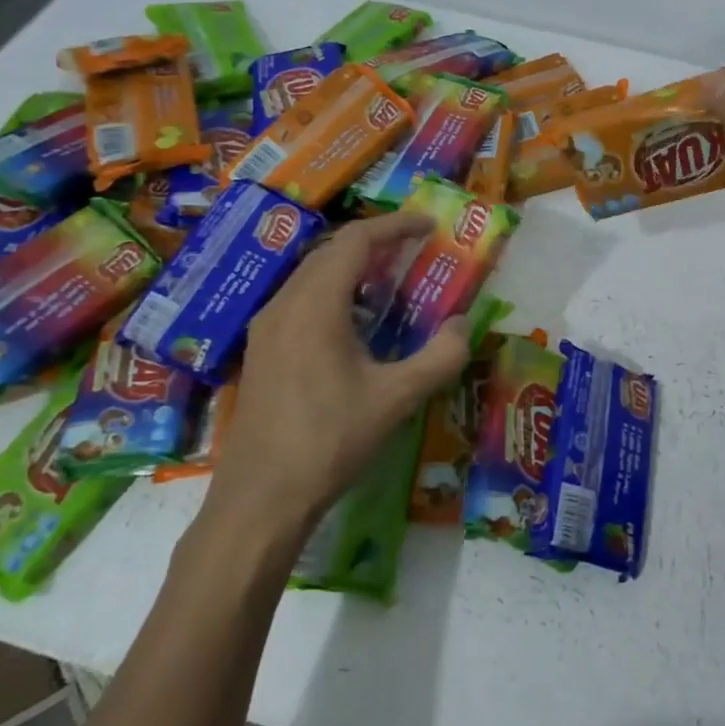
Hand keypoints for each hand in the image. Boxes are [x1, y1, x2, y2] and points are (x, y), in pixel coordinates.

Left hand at [204, 211, 469, 535]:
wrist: (261, 499)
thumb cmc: (330, 441)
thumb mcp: (396, 399)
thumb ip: (439, 357)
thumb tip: (463, 325)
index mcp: (315, 306)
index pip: (355, 241)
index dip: (395, 226)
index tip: (429, 226)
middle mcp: (283, 305)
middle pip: (330, 252)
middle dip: (375, 244)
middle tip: (414, 252)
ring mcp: (266, 329)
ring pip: (311, 276)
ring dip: (352, 269)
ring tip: (390, 283)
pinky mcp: (261, 352)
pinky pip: (299, 301)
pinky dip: (333, 293)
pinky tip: (355, 326)